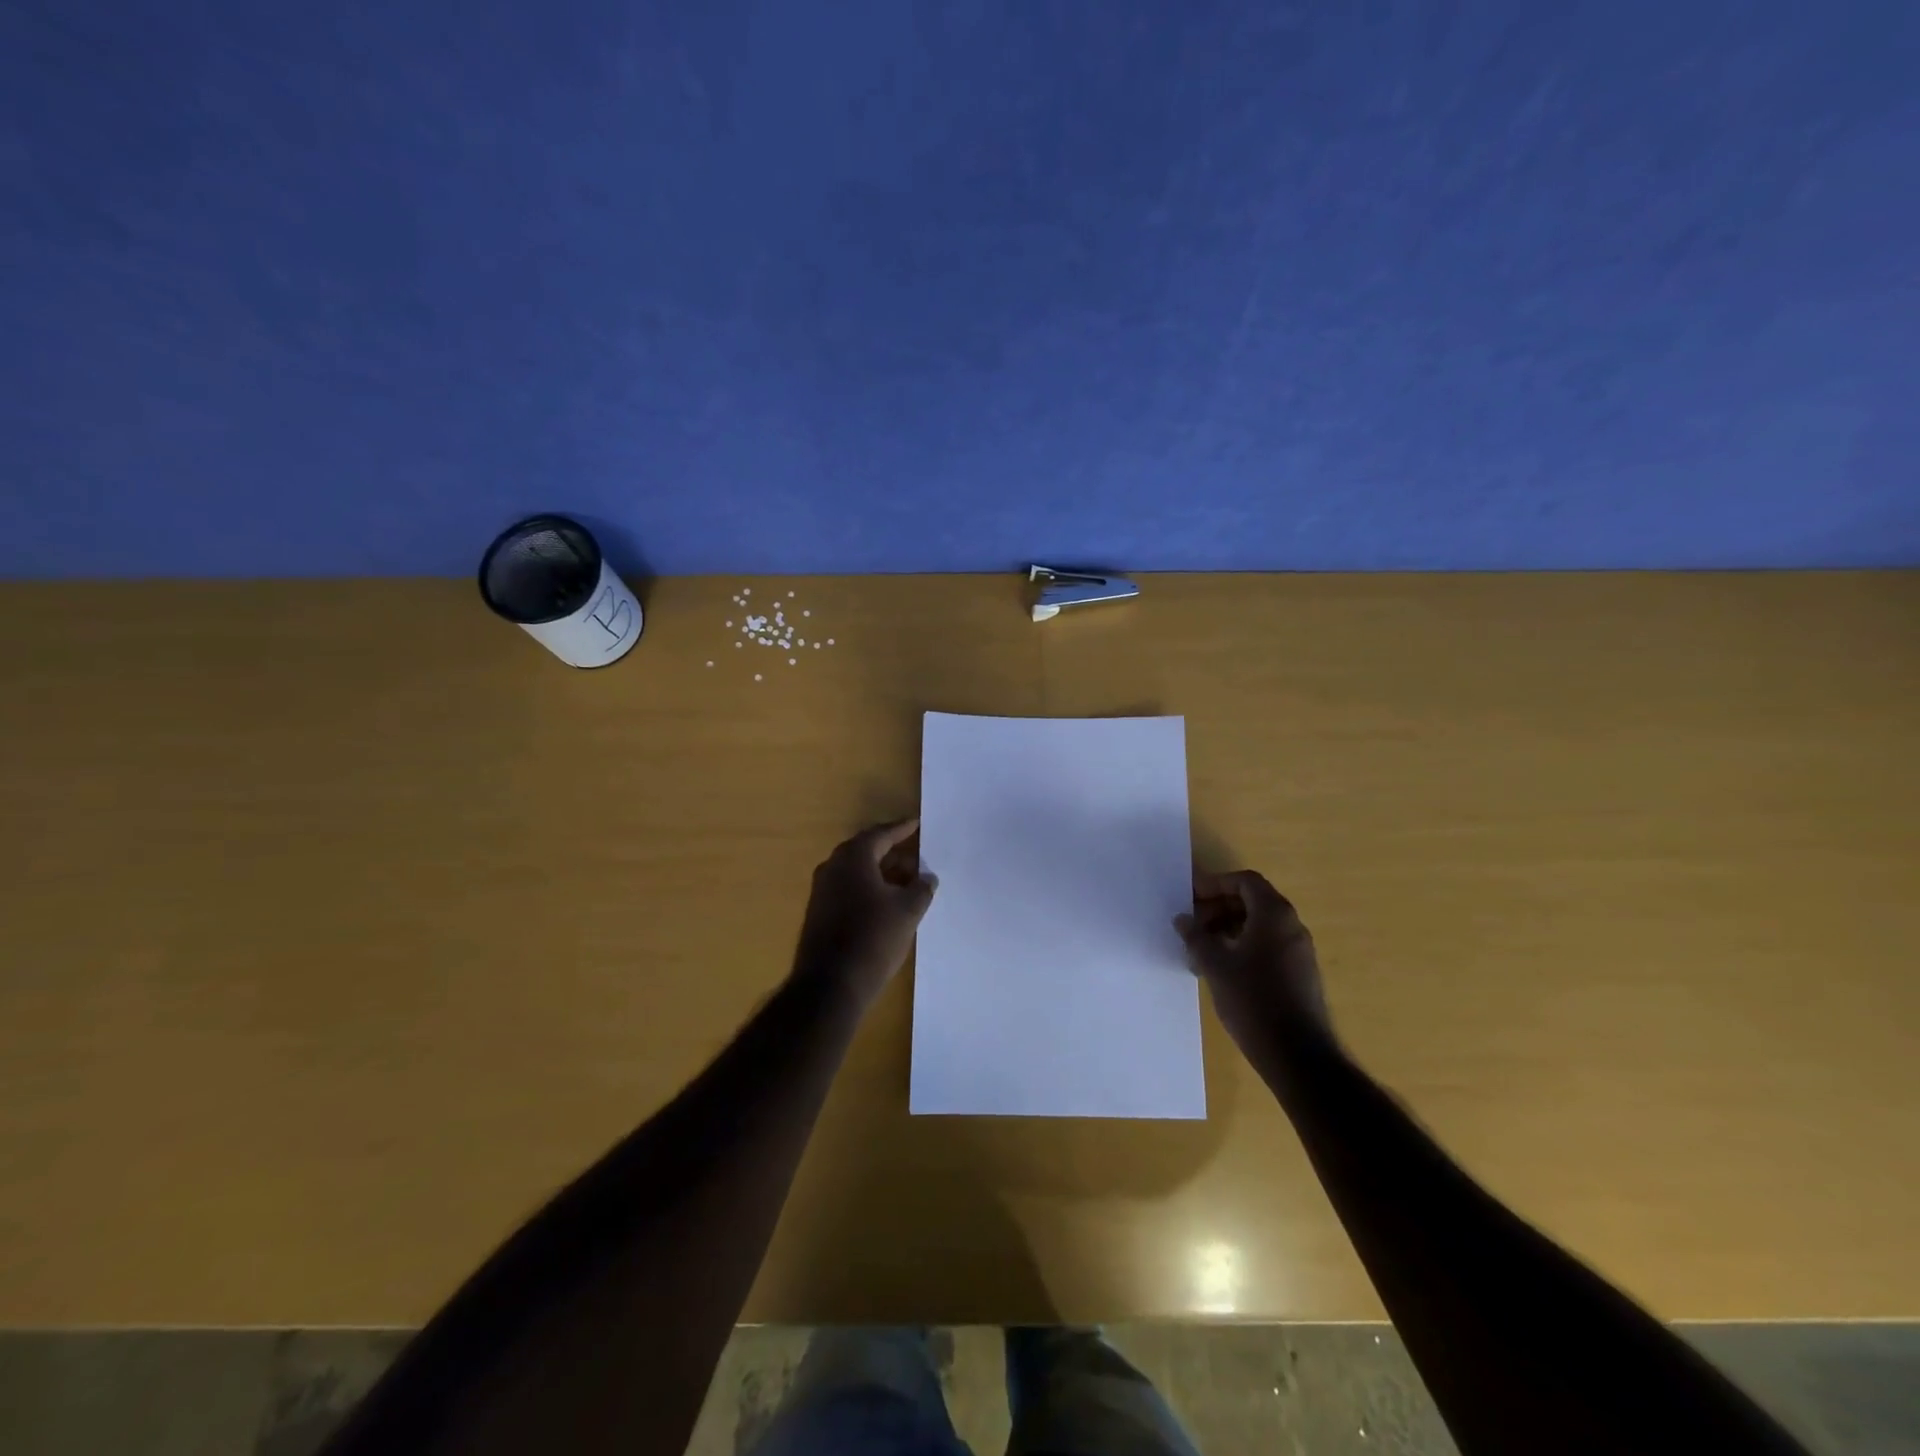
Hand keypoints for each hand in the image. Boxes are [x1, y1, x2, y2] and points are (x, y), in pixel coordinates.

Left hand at [792, 819, 937, 1005]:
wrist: (830, 985)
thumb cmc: (873, 938)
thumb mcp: (907, 911)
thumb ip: (921, 889)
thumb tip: (928, 877)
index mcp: (852, 858)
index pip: (881, 835)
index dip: (902, 829)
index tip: (918, 824)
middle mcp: (833, 867)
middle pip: (867, 851)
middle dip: (893, 853)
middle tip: (918, 856)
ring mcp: (822, 891)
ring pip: (858, 872)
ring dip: (883, 873)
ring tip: (909, 882)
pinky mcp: (820, 913)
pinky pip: (849, 889)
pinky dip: (870, 889)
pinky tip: (888, 904)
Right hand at [1175, 870, 1333, 1056]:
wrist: (1297, 1055)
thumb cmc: (1253, 1000)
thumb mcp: (1214, 964)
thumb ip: (1195, 937)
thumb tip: (1182, 919)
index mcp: (1274, 915)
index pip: (1245, 881)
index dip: (1215, 884)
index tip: (1191, 898)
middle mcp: (1292, 926)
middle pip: (1252, 901)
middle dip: (1219, 908)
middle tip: (1192, 925)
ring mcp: (1299, 952)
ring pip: (1259, 926)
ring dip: (1228, 930)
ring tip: (1201, 951)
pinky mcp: (1300, 974)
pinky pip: (1268, 946)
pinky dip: (1243, 947)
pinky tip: (1221, 970)